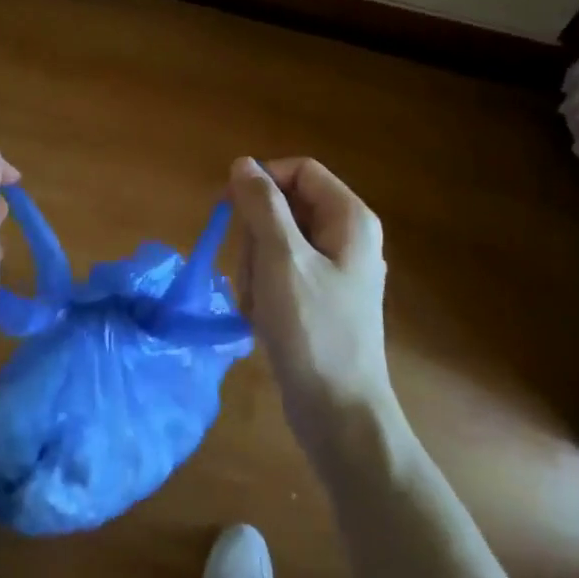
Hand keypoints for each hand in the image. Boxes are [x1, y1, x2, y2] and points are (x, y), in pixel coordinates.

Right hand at [228, 156, 394, 451]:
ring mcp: (335, 270)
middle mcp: (347, 237)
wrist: (339, 414)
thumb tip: (243, 164)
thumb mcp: (281, 259)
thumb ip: (261, 205)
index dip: (262, 181)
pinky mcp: (320, 299)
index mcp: (349, 218)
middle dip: (256, 237)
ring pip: (276, 243)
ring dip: (255, 270)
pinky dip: (264, 291)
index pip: (300, 171)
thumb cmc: (312, 330)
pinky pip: (280, 274)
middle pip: (285, 207)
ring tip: (259, 305)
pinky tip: (264, 320)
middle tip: (252, 274)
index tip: (229, 207)